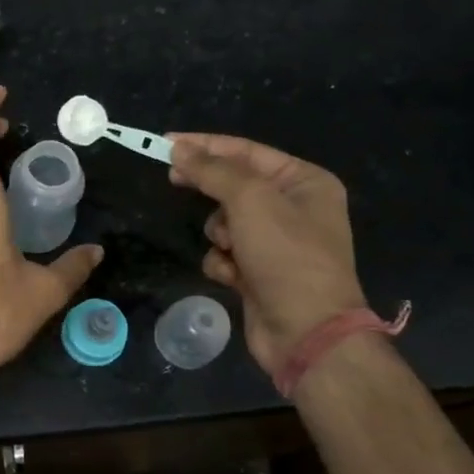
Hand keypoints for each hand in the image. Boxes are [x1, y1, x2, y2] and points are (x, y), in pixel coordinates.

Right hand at [167, 133, 366, 375]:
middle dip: (210, 191)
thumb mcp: (250, 201)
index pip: (246, 151)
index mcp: (305, 182)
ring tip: (231, 248)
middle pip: (234, 186)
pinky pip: (225, 254)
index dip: (205, 145)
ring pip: (225, 222)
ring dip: (220, 234)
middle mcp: (294, 209)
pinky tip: (233, 276)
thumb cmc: (285, 255)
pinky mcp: (259, 273)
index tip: (167, 142)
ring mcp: (276, 244)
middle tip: (172, 179)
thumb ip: (212, 171)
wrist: (306, 331)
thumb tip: (179, 149)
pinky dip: (223, 263)